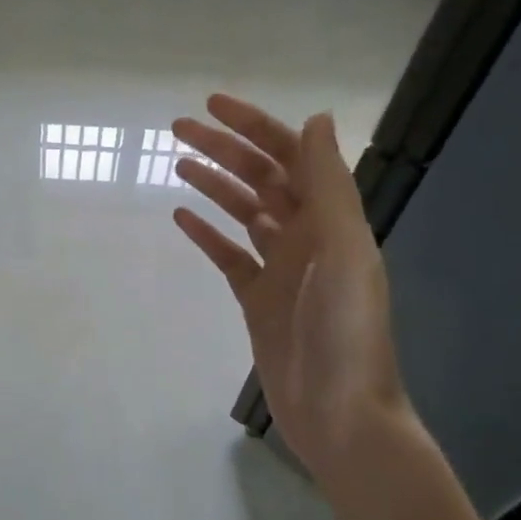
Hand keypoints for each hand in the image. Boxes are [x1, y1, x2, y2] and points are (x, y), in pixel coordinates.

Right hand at [171, 95, 409, 492]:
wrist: (340, 413)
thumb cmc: (345, 333)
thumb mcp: (344, 252)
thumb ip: (329, 187)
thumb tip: (314, 120)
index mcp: (332, 219)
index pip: (290, 156)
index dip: (254, 127)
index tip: (211, 106)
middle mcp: (308, 236)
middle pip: (261, 179)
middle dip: (223, 150)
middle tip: (176, 129)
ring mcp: (281, 269)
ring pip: (243, 213)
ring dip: (214, 185)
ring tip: (175, 164)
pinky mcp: (258, 301)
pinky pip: (229, 257)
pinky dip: (207, 235)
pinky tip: (181, 217)